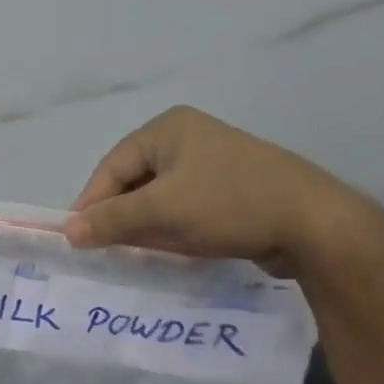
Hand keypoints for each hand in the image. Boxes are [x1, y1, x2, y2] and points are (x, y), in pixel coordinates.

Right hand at [63, 105, 383, 276]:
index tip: (78, 239)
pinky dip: (173, 228)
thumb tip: (68, 231)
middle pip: (135, 181)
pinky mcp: (233, 189)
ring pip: (161, 197)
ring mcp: (214, 163)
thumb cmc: (230, 204)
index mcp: (168, 128)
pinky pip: (187, 207)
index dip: (92, 203)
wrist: (315, 224)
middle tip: (106, 250)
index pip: (113, 167)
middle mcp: (188, 138)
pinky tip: (172, 250)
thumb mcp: (163, 211)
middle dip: (120, 216)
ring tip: (135, 254)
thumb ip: (111, 219)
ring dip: (146, 225)